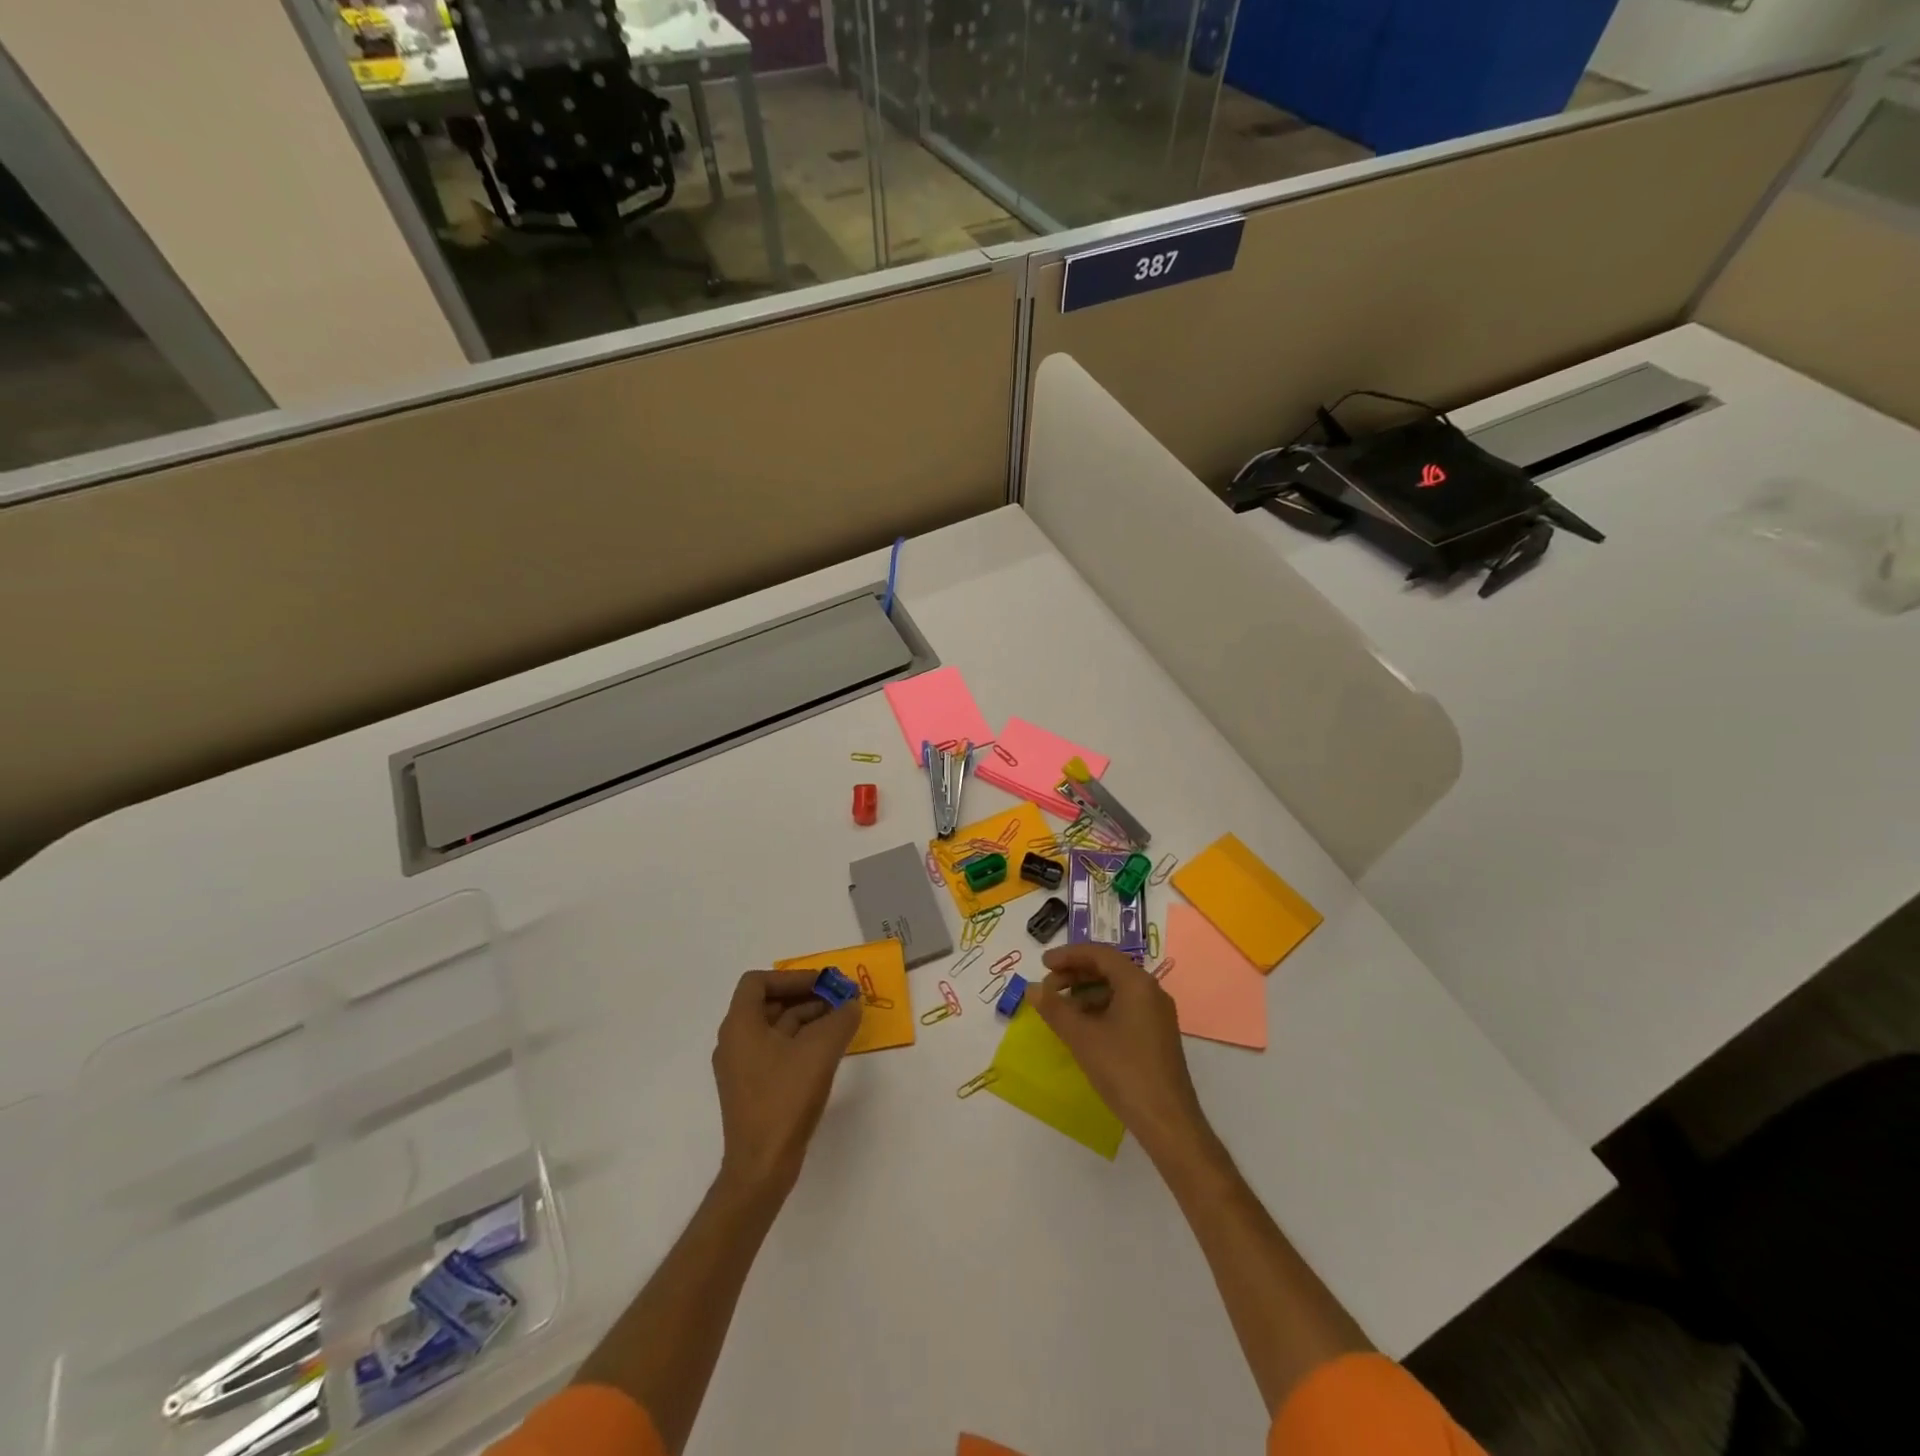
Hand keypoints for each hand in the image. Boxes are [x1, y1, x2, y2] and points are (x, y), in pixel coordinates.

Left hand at [711, 970, 860, 1199]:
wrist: (762, 1166)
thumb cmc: (785, 1099)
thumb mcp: (820, 1051)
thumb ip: (841, 1019)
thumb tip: (851, 1004)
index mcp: (740, 1026)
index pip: (758, 982)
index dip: (792, 977)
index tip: (822, 984)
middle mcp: (734, 1042)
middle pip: (769, 1004)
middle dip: (806, 997)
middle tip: (839, 999)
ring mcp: (742, 1067)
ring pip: (775, 1028)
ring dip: (807, 1019)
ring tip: (841, 1022)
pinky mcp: (753, 1089)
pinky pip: (777, 1051)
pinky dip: (801, 1042)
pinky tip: (828, 1050)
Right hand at [1030, 944, 1213, 1160]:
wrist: (1166, 1120)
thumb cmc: (1123, 1070)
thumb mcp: (1082, 1037)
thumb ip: (1055, 1008)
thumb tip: (1032, 988)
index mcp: (1137, 983)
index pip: (1099, 954)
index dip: (1068, 955)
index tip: (1042, 964)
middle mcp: (1151, 991)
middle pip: (1108, 969)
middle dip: (1075, 974)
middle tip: (1047, 987)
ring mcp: (1156, 1014)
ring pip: (1116, 990)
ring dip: (1085, 993)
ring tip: (1060, 1009)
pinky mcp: (1156, 1035)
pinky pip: (1124, 1008)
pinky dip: (1100, 1009)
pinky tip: (1082, 1027)